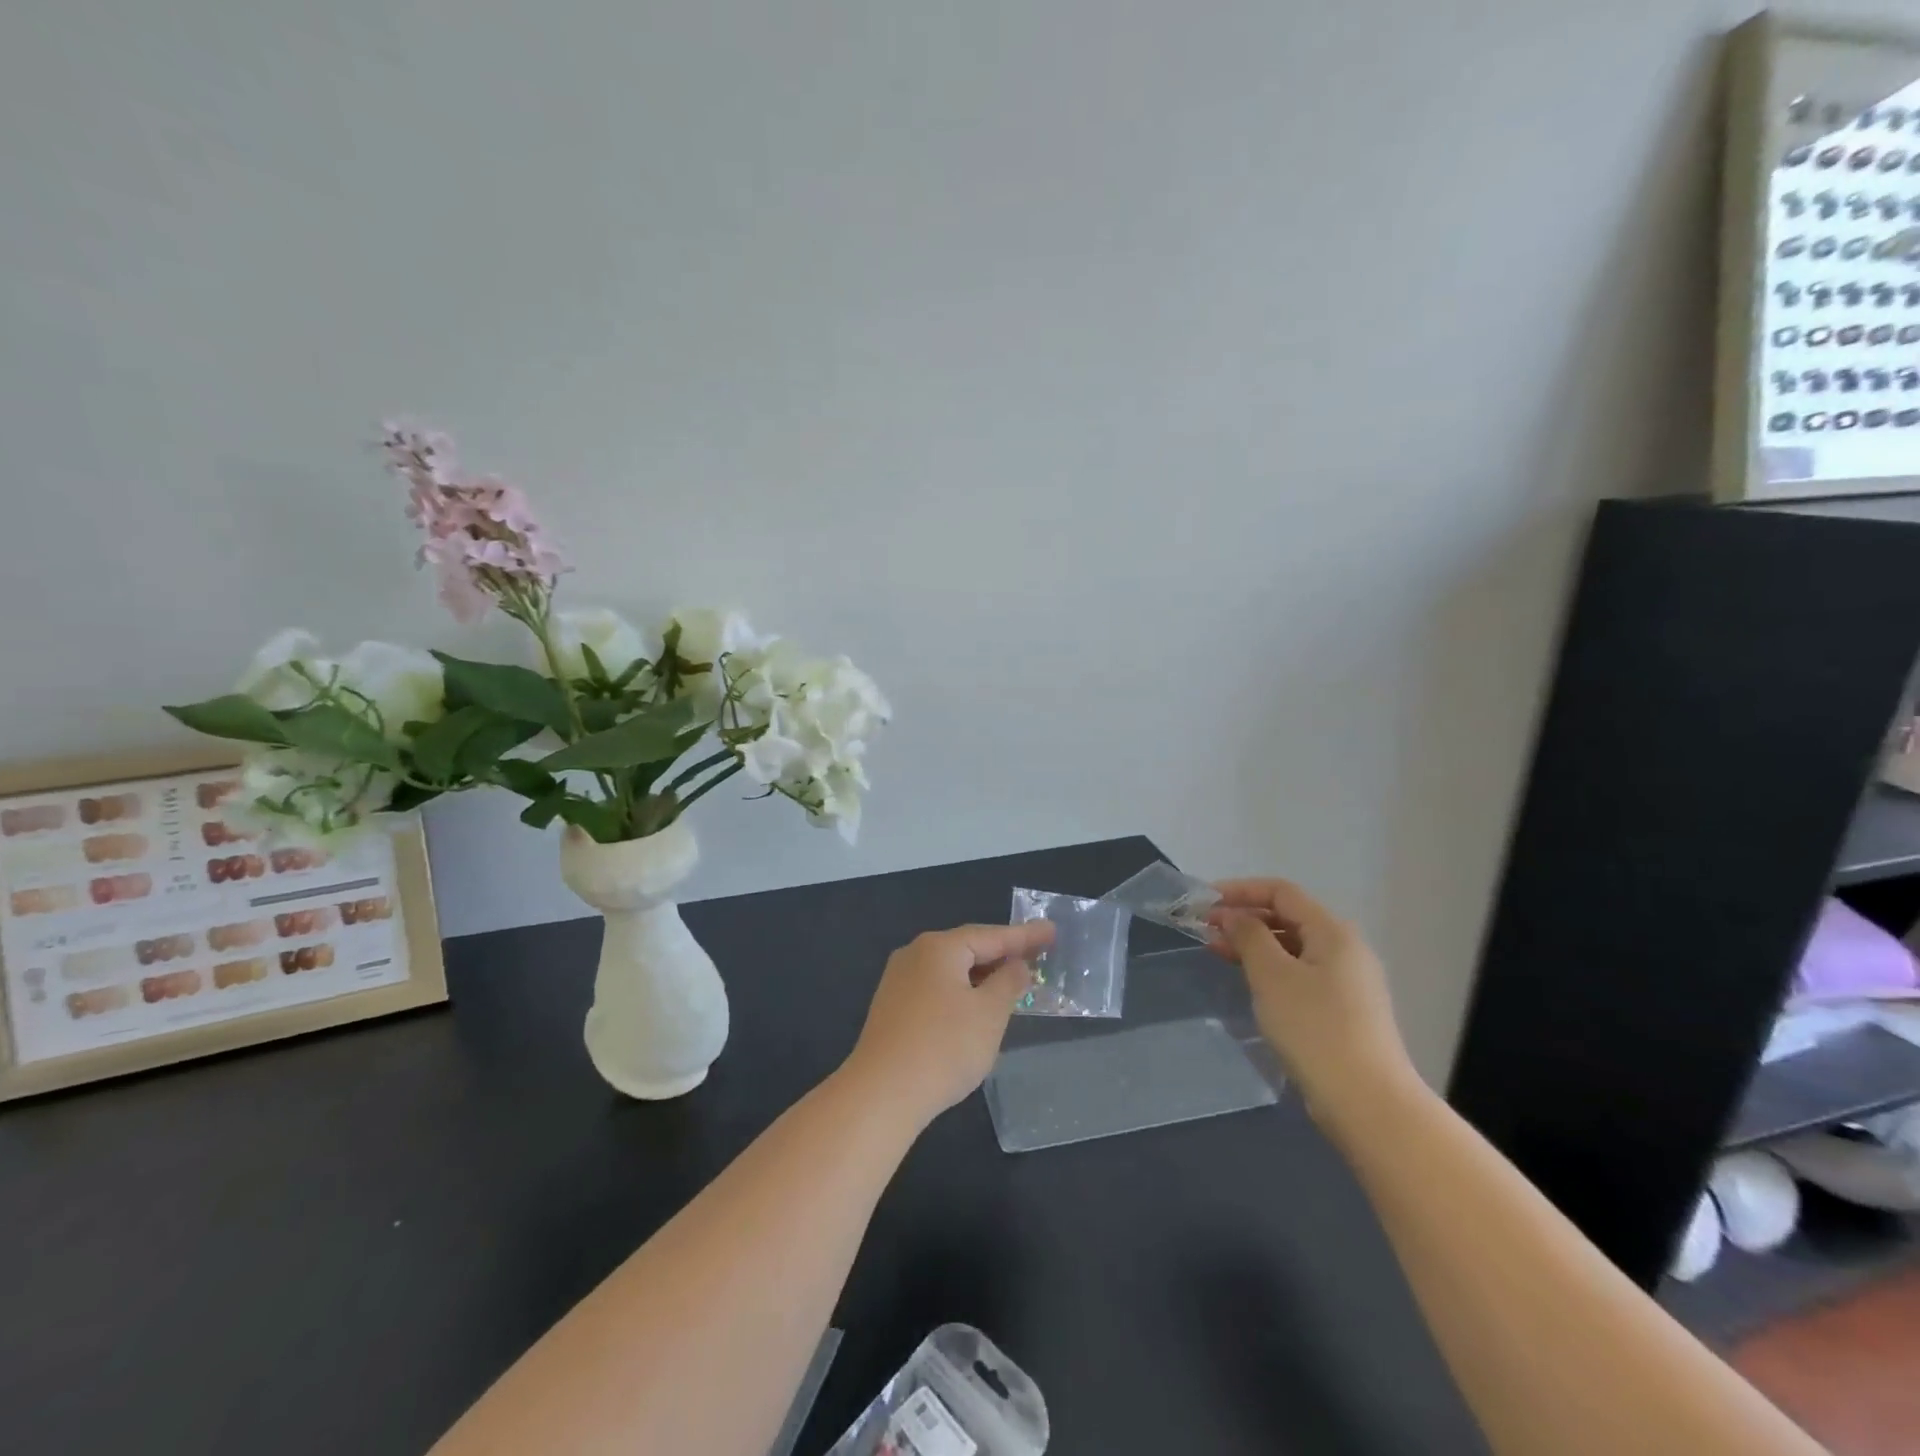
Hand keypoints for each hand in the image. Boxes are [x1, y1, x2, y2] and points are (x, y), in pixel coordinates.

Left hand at [842, 921, 1054, 1125]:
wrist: (881, 1094)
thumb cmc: (944, 1047)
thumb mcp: (989, 1014)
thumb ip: (1008, 983)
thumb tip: (1016, 965)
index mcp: (939, 948)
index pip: (991, 935)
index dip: (1025, 936)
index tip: (1052, 931)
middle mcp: (915, 955)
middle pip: (968, 948)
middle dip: (1002, 953)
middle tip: (1037, 954)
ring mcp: (898, 981)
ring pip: (951, 970)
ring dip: (982, 976)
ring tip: (1011, 982)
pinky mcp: (892, 1008)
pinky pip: (936, 988)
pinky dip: (962, 992)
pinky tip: (975, 1008)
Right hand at [1207, 878, 1415, 1118]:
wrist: (1368, 1103)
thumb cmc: (1315, 1028)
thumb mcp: (1272, 976)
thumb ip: (1249, 936)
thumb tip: (1233, 916)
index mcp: (1333, 932)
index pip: (1281, 892)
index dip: (1240, 890)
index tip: (1204, 902)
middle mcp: (1346, 949)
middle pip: (1288, 917)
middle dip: (1245, 918)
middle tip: (1206, 930)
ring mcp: (1348, 982)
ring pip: (1293, 948)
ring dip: (1255, 944)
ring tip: (1219, 953)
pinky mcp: (1344, 1011)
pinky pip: (1301, 974)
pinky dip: (1271, 969)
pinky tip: (1251, 983)